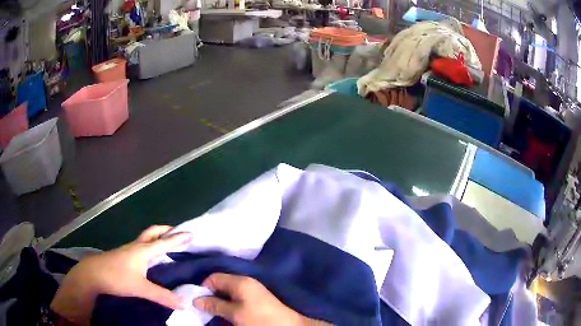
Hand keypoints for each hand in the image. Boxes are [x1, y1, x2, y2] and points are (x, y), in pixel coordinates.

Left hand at [50, 225, 191, 324]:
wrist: (93, 273)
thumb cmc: (117, 277)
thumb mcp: (140, 289)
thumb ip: (162, 296)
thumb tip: (183, 304)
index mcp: (143, 250)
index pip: (165, 242)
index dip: (178, 238)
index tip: (192, 233)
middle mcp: (137, 246)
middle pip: (153, 232)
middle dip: (166, 230)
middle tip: (178, 232)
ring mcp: (129, 250)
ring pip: (146, 238)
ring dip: (157, 237)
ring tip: (167, 243)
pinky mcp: (124, 255)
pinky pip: (141, 245)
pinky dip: (150, 245)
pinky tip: (150, 257)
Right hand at [193, 273, 329, 325]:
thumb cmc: (259, 319)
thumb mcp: (234, 313)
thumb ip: (215, 305)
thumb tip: (195, 299)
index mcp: (240, 281)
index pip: (214, 277)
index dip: (203, 287)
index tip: (197, 299)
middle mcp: (246, 282)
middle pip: (221, 283)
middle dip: (210, 294)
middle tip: (202, 306)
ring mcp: (253, 290)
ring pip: (228, 291)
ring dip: (219, 300)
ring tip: (212, 310)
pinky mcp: (257, 299)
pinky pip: (237, 296)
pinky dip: (228, 302)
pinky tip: (225, 311)